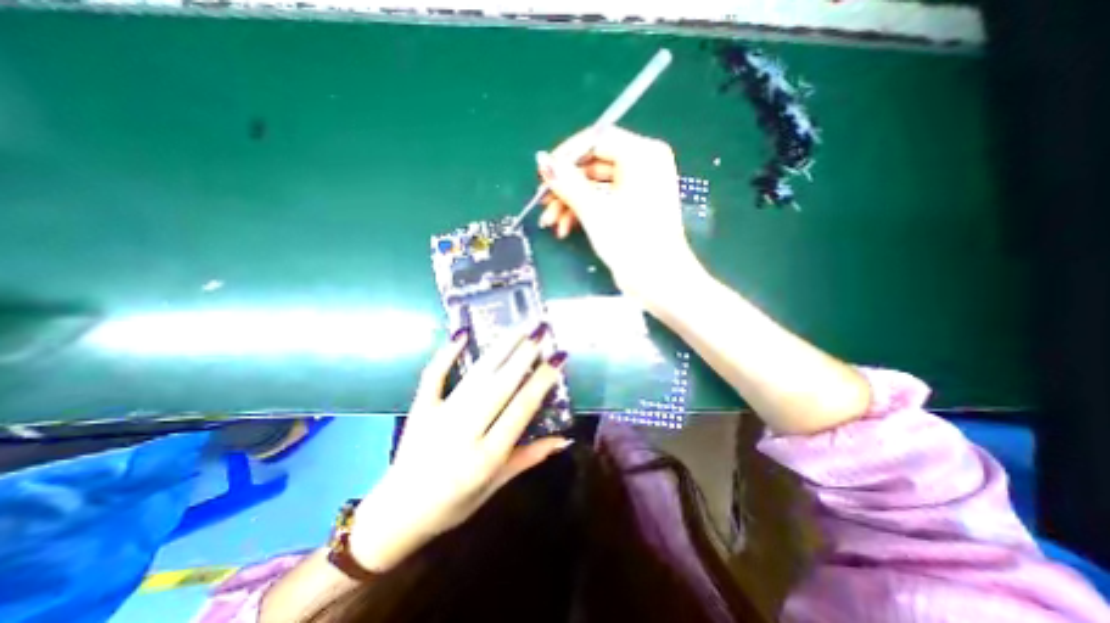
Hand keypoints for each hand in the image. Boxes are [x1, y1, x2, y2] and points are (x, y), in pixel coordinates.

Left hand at [345, 327, 572, 574]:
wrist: (394, 517)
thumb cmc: (452, 506)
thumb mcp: (495, 487)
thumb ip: (529, 458)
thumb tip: (563, 438)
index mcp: (486, 457)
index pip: (521, 409)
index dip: (542, 381)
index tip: (558, 357)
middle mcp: (464, 432)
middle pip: (500, 385)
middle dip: (524, 355)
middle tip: (541, 330)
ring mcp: (439, 417)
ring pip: (476, 375)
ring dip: (500, 348)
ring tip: (519, 326)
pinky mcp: (420, 408)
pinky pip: (434, 375)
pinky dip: (446, 353)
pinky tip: (462, 332)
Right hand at [536, 124, 701, 304]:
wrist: (658, 280)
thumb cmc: (631, 241)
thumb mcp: (594, 210)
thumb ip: (567, 182)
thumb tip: (542, 160)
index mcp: (642, 155)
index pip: (596, 140)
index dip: (566, 156)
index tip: (543, 173)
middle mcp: (642, 165)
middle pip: (593, 165)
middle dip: (565, 187)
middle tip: (543, 204)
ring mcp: (637, 187)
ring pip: (594, 186)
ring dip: (569, 203)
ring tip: (550, 223)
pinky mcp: (631, 207)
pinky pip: (602, 200)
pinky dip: (583, 212)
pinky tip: (565, 229)